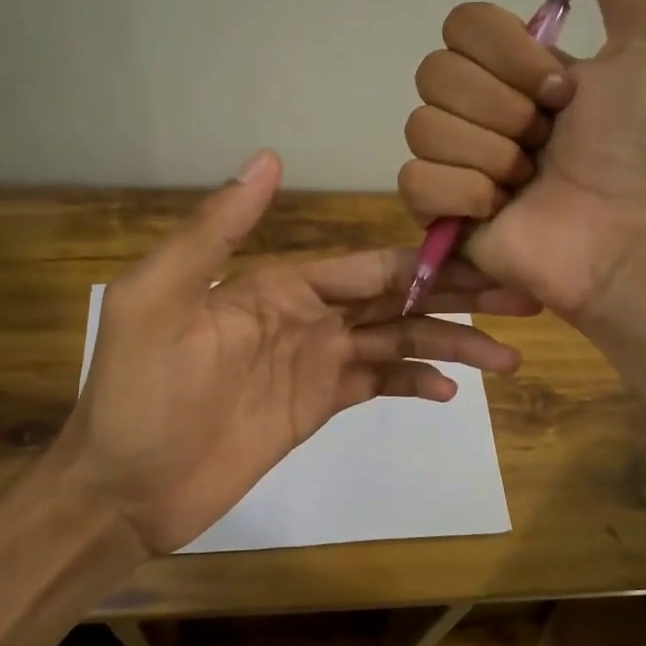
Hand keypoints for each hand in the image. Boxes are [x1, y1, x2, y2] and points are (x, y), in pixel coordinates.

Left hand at [62, 149, 535, 556]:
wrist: (122, 488)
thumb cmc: (139, 394)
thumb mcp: (160, 301)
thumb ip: (215, 232)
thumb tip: (268, 158)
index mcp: (279, 284)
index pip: (368, 266)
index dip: (426, 263)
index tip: (486, 258)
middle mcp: (307, 315)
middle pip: (396, 300)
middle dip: (457, 299)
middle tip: (523, 299)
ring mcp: (316, 363)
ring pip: (397, 343)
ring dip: (450, 345)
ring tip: (507, 358)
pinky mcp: (317, 408)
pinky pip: (376, 385)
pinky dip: (413, 383)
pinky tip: (451, 390)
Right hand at [399, 0, 645, 328]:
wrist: (633, 234)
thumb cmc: (645, 143)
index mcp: (515, 68)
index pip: (461, 25)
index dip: (508, 54)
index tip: (561, 91)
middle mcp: (479, 109)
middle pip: (434, 73)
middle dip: (502, 107)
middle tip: (547, 140)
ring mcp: (455, 163)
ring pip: (422, 126)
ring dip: (490, 155)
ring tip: (530, 182)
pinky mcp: (439, 214)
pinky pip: (414, 180)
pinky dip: (462, 194)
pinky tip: (500, 211)